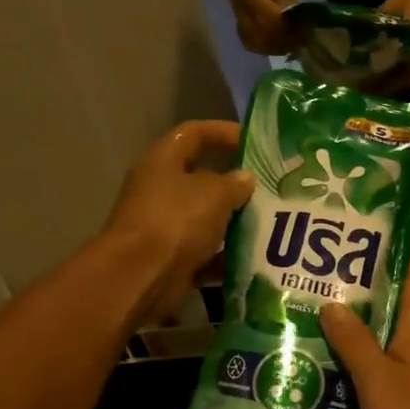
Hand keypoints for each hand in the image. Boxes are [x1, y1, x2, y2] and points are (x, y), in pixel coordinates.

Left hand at [102, 121, 252, 315]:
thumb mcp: (214, 194)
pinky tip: (253, 259)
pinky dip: (225, 257)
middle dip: (235, 185)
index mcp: (163, 162)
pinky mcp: (171, 258)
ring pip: (206, 218)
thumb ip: (234, 183)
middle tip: (268, 189)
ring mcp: (164, 226)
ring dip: (233, 223)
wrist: (140, 277)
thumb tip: (245, 178)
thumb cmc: (176, 221)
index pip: (194, 133)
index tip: (253, 141)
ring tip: (268, 225)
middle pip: (201, 179)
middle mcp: (160, 191)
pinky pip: (205, 253)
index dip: (223, 131)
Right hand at [228, 0, 304, 54]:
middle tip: (299, 40)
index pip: (261, 13)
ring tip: (293, 43)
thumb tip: (292, 22)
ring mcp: (236, 8)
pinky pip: (250, 38)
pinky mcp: (242, 14)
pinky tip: (284, 42)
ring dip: (272, 46)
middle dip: (278, 39)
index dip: (281, 26)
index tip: (301, 30)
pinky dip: (267, 44)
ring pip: (250, 39)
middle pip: (253, 31)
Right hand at [320, 229, 409, 408]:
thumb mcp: (380, 380)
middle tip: (335, 262)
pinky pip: (383, 370)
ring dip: (362, 324)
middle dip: (373, 281)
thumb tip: (333, 303)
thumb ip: (355, 344)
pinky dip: (361, 362)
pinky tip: (334, 368)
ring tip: (323, 309)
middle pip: (400, 303)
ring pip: (388, 338)